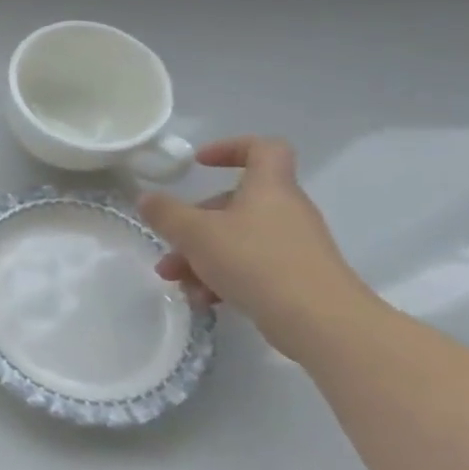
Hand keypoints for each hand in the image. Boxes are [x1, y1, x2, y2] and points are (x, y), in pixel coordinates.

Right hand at [138, 136, 374, 348]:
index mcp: (269, 188)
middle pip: (234, 203)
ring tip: (177, 282)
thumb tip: (147, 198)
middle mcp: (284, 211)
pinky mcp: (295, 278)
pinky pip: (250, 268)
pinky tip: (204, 300)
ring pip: (236, 240)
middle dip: (194, 225)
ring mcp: (293, 246)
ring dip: (200, 257)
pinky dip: (223, 279)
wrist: (321, 322)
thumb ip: (166, 213)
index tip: (198, 163)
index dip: (230, 147)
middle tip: (170, 245)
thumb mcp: (195, 233)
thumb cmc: (256, 262)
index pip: (263, 148)